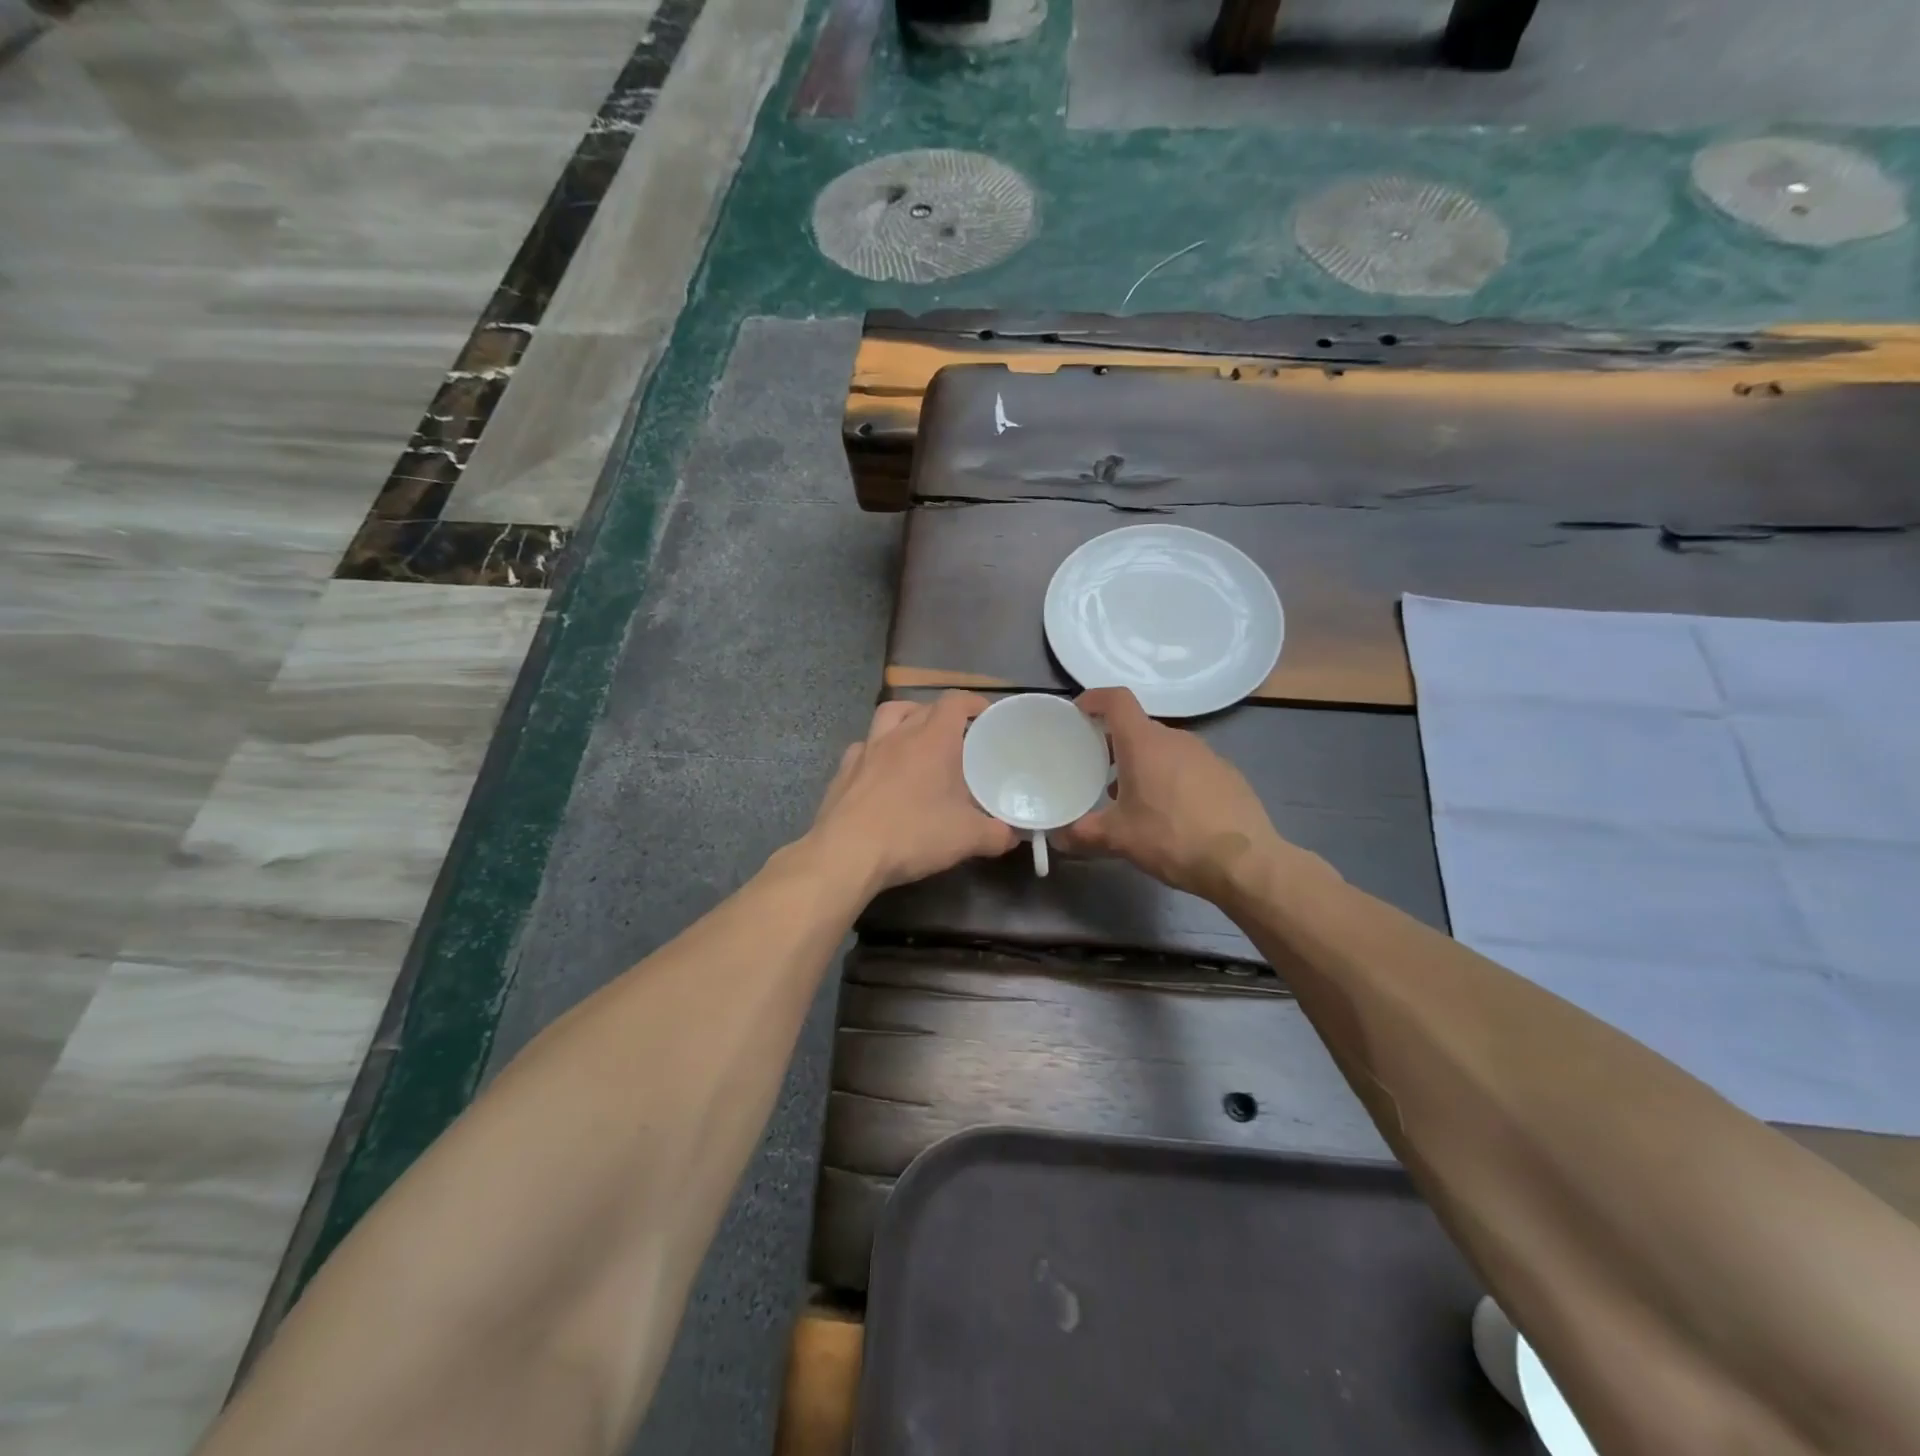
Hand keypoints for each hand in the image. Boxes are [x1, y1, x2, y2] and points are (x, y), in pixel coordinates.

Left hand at [809, 693, 1018, 893]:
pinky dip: (877, 751)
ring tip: (918, 740)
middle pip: (923, 706)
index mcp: (933, 739)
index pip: (955, 702)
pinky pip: (863, 747)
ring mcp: (866, 750)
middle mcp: (898, 734)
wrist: (847, 853)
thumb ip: (997, 833)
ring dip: (906, 719)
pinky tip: (882, 771)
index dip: (973, 703)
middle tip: (959, 738)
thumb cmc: (913, 834)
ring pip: (888, 716)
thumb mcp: (967, 838)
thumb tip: (1015, 835)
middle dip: (943, 715)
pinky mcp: (843, 771)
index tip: (987, 715)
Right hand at [1056, 687, 1282, 901]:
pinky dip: (1173, 778)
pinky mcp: (1228, 774)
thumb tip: (1057, 836)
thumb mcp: (1119, 839)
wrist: (1244, 862)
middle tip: (1099, 771)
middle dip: (1116, 744)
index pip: (1116, 700)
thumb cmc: (1172, 838)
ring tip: (1134, 798)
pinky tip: (1172, 812)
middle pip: (1139, 728)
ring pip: (1165, 749)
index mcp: (1145, 743)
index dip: (1095, 699)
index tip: (1079, 713)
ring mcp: (1207, 755)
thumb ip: (1082, 833)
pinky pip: (1190, 766)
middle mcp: (1176, 739)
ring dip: (1145, 764)